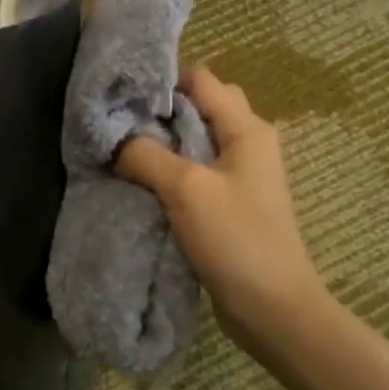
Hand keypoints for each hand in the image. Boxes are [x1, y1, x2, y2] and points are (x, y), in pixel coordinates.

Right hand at [115, 66, 325, 350]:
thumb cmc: (237, 240)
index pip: (200, 79)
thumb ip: (146, 154)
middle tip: (122, 127)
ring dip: (162, 143)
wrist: (274, 310)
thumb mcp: (185, 189)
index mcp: (246, 128)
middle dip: (159, 112)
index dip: (162, 82)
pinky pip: (195, 170)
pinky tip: (143, 183)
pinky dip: (169, 170)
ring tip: (125, 154)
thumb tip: (114, 139)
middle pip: (197, 106)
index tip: (123, 100)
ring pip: (193, 139)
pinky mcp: (230, 201)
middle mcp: (247, 141)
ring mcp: (240, 173)